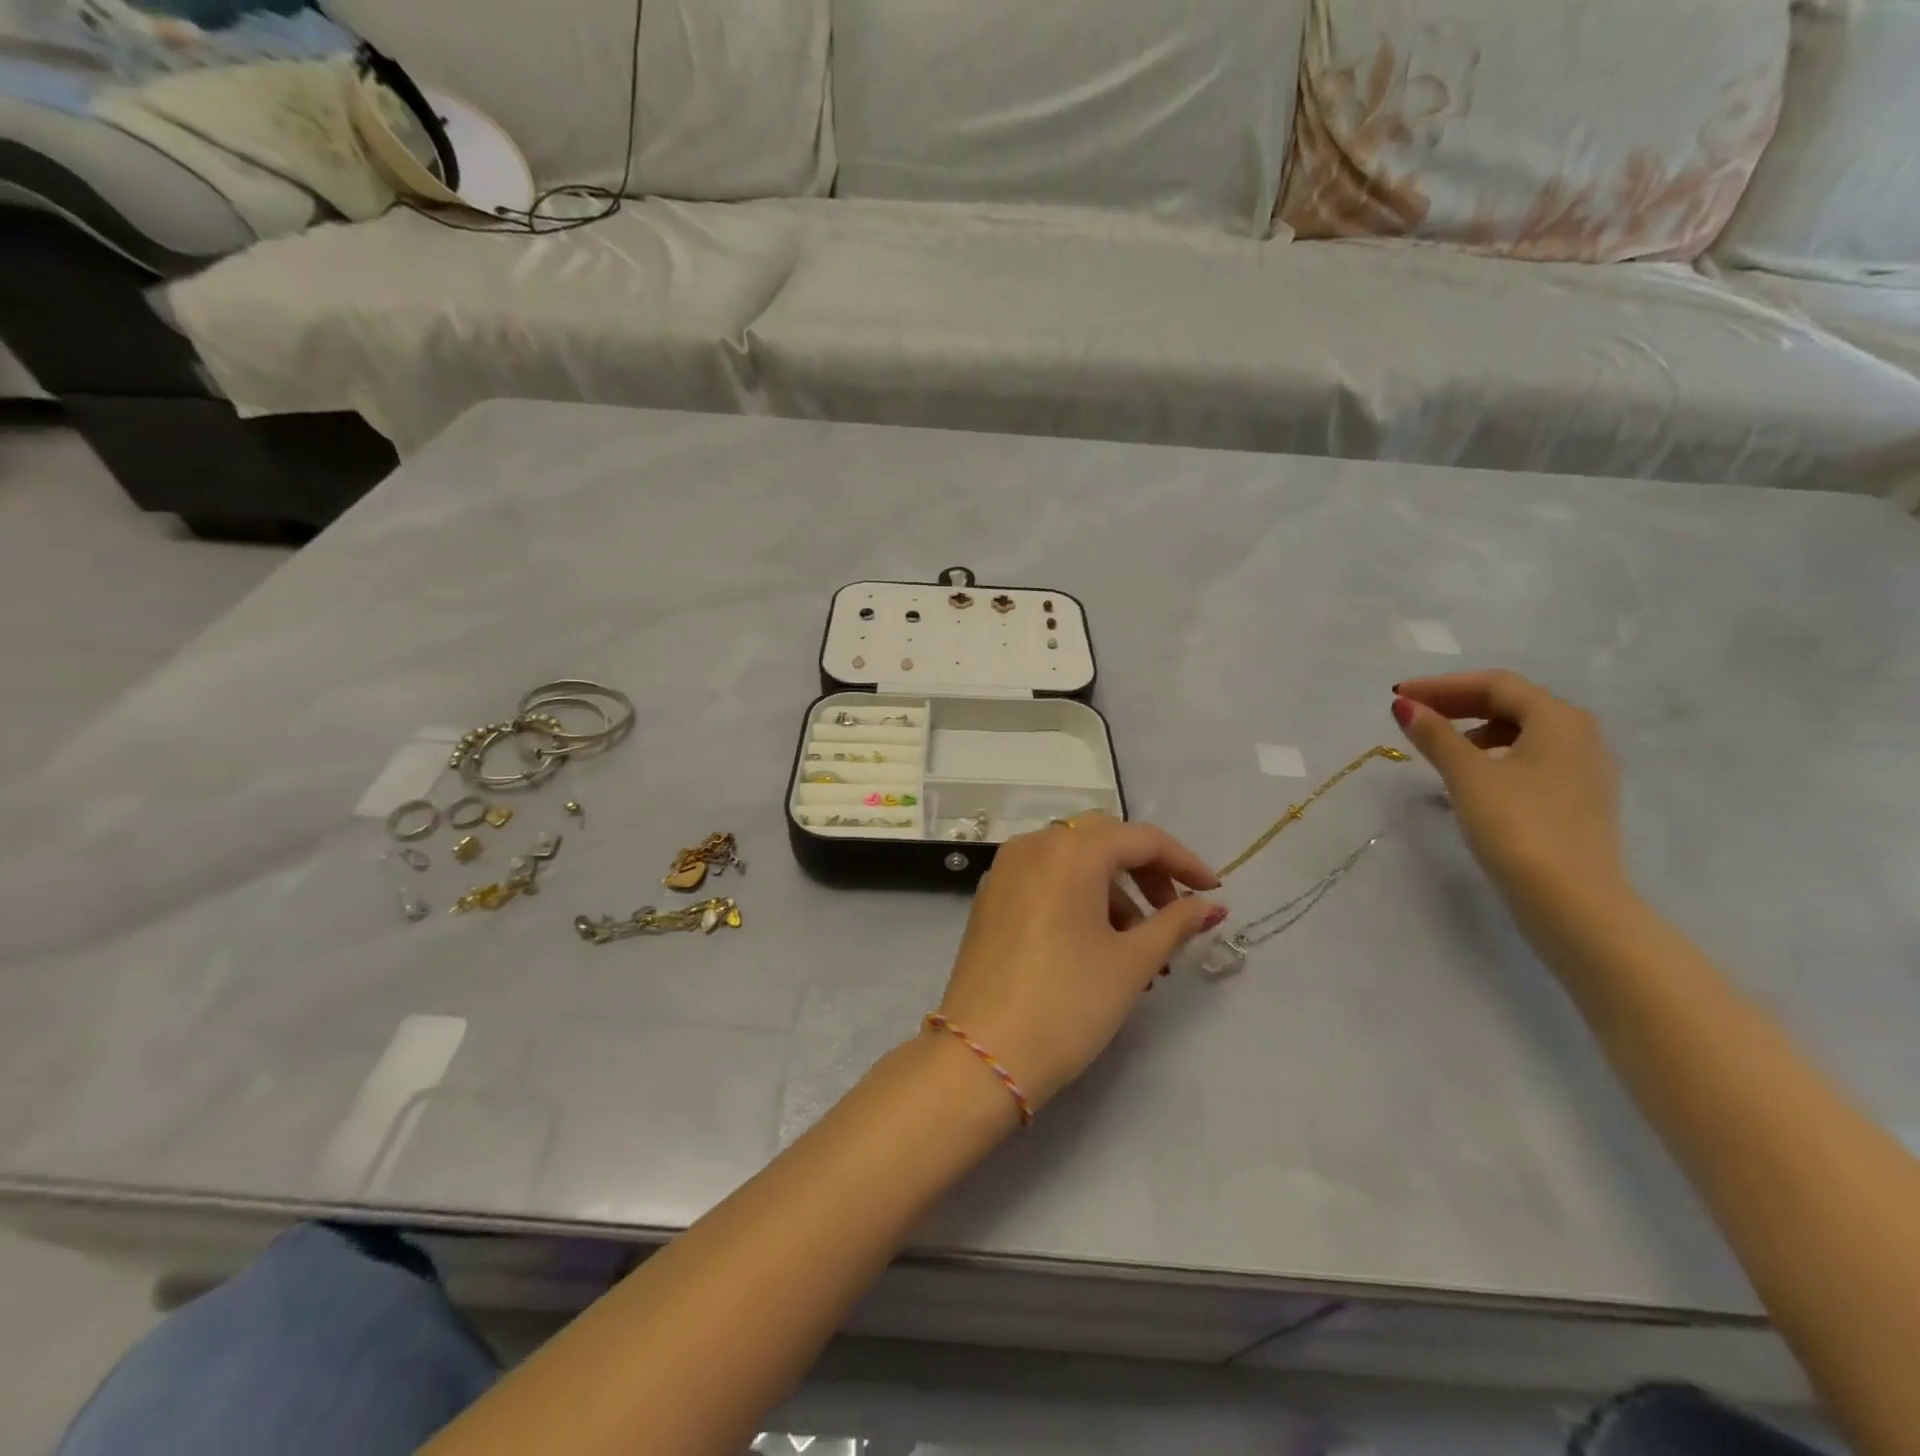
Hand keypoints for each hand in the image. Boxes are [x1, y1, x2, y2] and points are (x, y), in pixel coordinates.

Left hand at [933, 814, 1225, 1109]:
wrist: (983, 1053)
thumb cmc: (1067, 1003)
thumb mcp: (1131, 962)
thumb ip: (1175, 924)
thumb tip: (1211, 905)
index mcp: (1069, 851)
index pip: (1140, 838)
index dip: (1183, 862)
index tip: (1213, 892)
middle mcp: (1033, 845)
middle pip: (1103, 840)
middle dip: (1145, 871)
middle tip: (1173, 913)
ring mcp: (1006, 869)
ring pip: (1073, 860)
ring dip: (1113, 889)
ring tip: (1140, 947)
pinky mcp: (991, 897)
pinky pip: (1046, 879)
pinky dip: (1079, 896)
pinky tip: (1097, 944)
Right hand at [1392, 671, 1626, 911]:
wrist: (1570, 899)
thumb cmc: (1516, 825)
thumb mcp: (1467, 775)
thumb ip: (1435, 735)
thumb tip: (1405, 705)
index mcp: (1558, 719)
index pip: (1495, 684)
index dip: (1443, 685)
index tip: (1400, 697)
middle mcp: (1581, 735)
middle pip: (1513, 703)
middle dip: (1459, 703)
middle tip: (1413, 714)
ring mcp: (1584, 769)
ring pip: (1524, 731)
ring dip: (1476, 729)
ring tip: (1438, 747)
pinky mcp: (1579, 800)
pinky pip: (1533, 758)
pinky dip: (1496, 754)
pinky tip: (1471, 777)